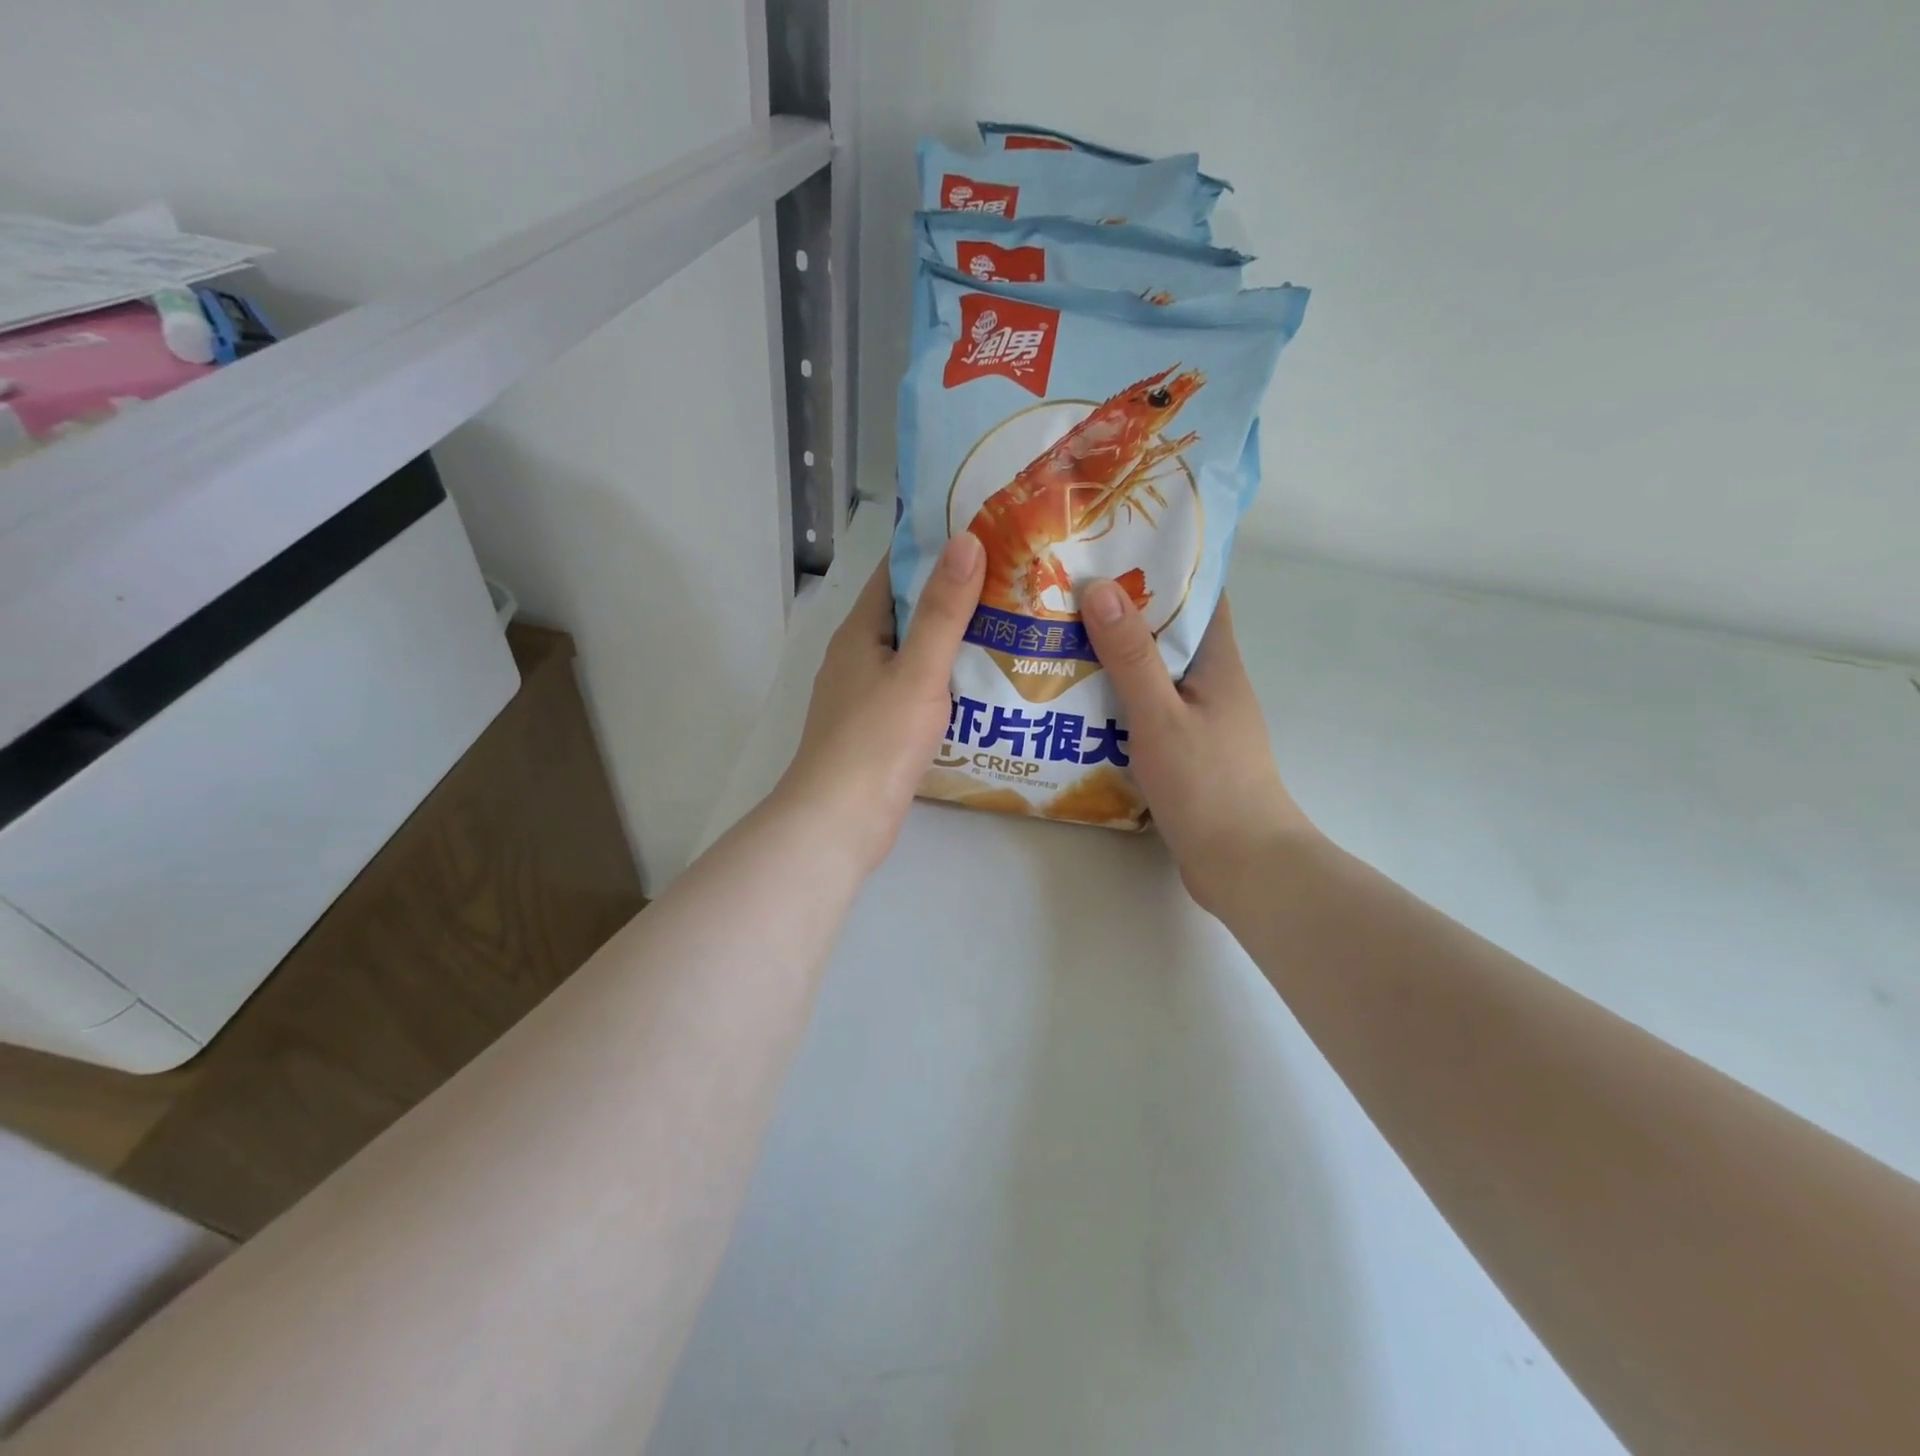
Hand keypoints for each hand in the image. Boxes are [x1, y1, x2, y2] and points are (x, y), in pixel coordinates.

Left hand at [775, 534, 985, 873]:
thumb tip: (966, 540)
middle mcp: (858, 658)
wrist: (840, 822)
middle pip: (908, 614)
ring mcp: (866, 697)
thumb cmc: (877, 740)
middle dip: (954, 597)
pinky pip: (917, 692)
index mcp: (859, 633)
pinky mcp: (879, 731)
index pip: (895, 573)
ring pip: (914, 656)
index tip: (985, 536)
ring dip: (954, 643)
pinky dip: (946, 683)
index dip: (934, 551)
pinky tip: (985, 688)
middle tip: (1014, 584)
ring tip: (1012, 629)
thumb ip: (943, 610)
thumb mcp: (918, 670)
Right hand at [1080, 580, 1317, 912]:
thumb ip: (1131, 657)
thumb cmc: (1206, 785)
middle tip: (1067, 595)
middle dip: (1124, 611)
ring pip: (1154, 674)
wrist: (1242, 865)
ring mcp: (1199, 719)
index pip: (1200, 596)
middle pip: (1169, 633)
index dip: (1165, 567)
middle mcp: (1212, 683)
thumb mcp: (1160, 715)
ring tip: (1059, 642)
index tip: (1114, 550)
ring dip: (1115, 658)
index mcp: (1218, 663)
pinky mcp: (1184, 751)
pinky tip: (1076, 703)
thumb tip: (1101, 588)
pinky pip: (1146, 710)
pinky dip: (1117, 700)